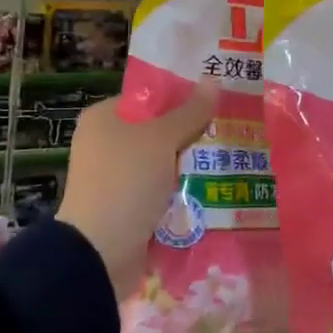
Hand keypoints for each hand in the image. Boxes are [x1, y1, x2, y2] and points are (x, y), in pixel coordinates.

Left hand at [57, 85, 214, 299]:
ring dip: (190, 163)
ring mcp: (115, 178)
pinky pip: (161, 190)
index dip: (182, 95)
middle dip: (192, 131)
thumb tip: (214, 79)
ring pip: (163, 162)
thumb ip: (191, 111)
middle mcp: (105, 144)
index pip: (149, 97)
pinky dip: (181, 190)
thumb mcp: (162, 139)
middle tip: (230, 127)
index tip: (217, 99)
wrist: (100, 253)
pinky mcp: (127, 207)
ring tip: (231, 157)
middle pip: (158, 129)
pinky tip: (213, 187)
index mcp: (103, 118)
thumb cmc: (126, 181)